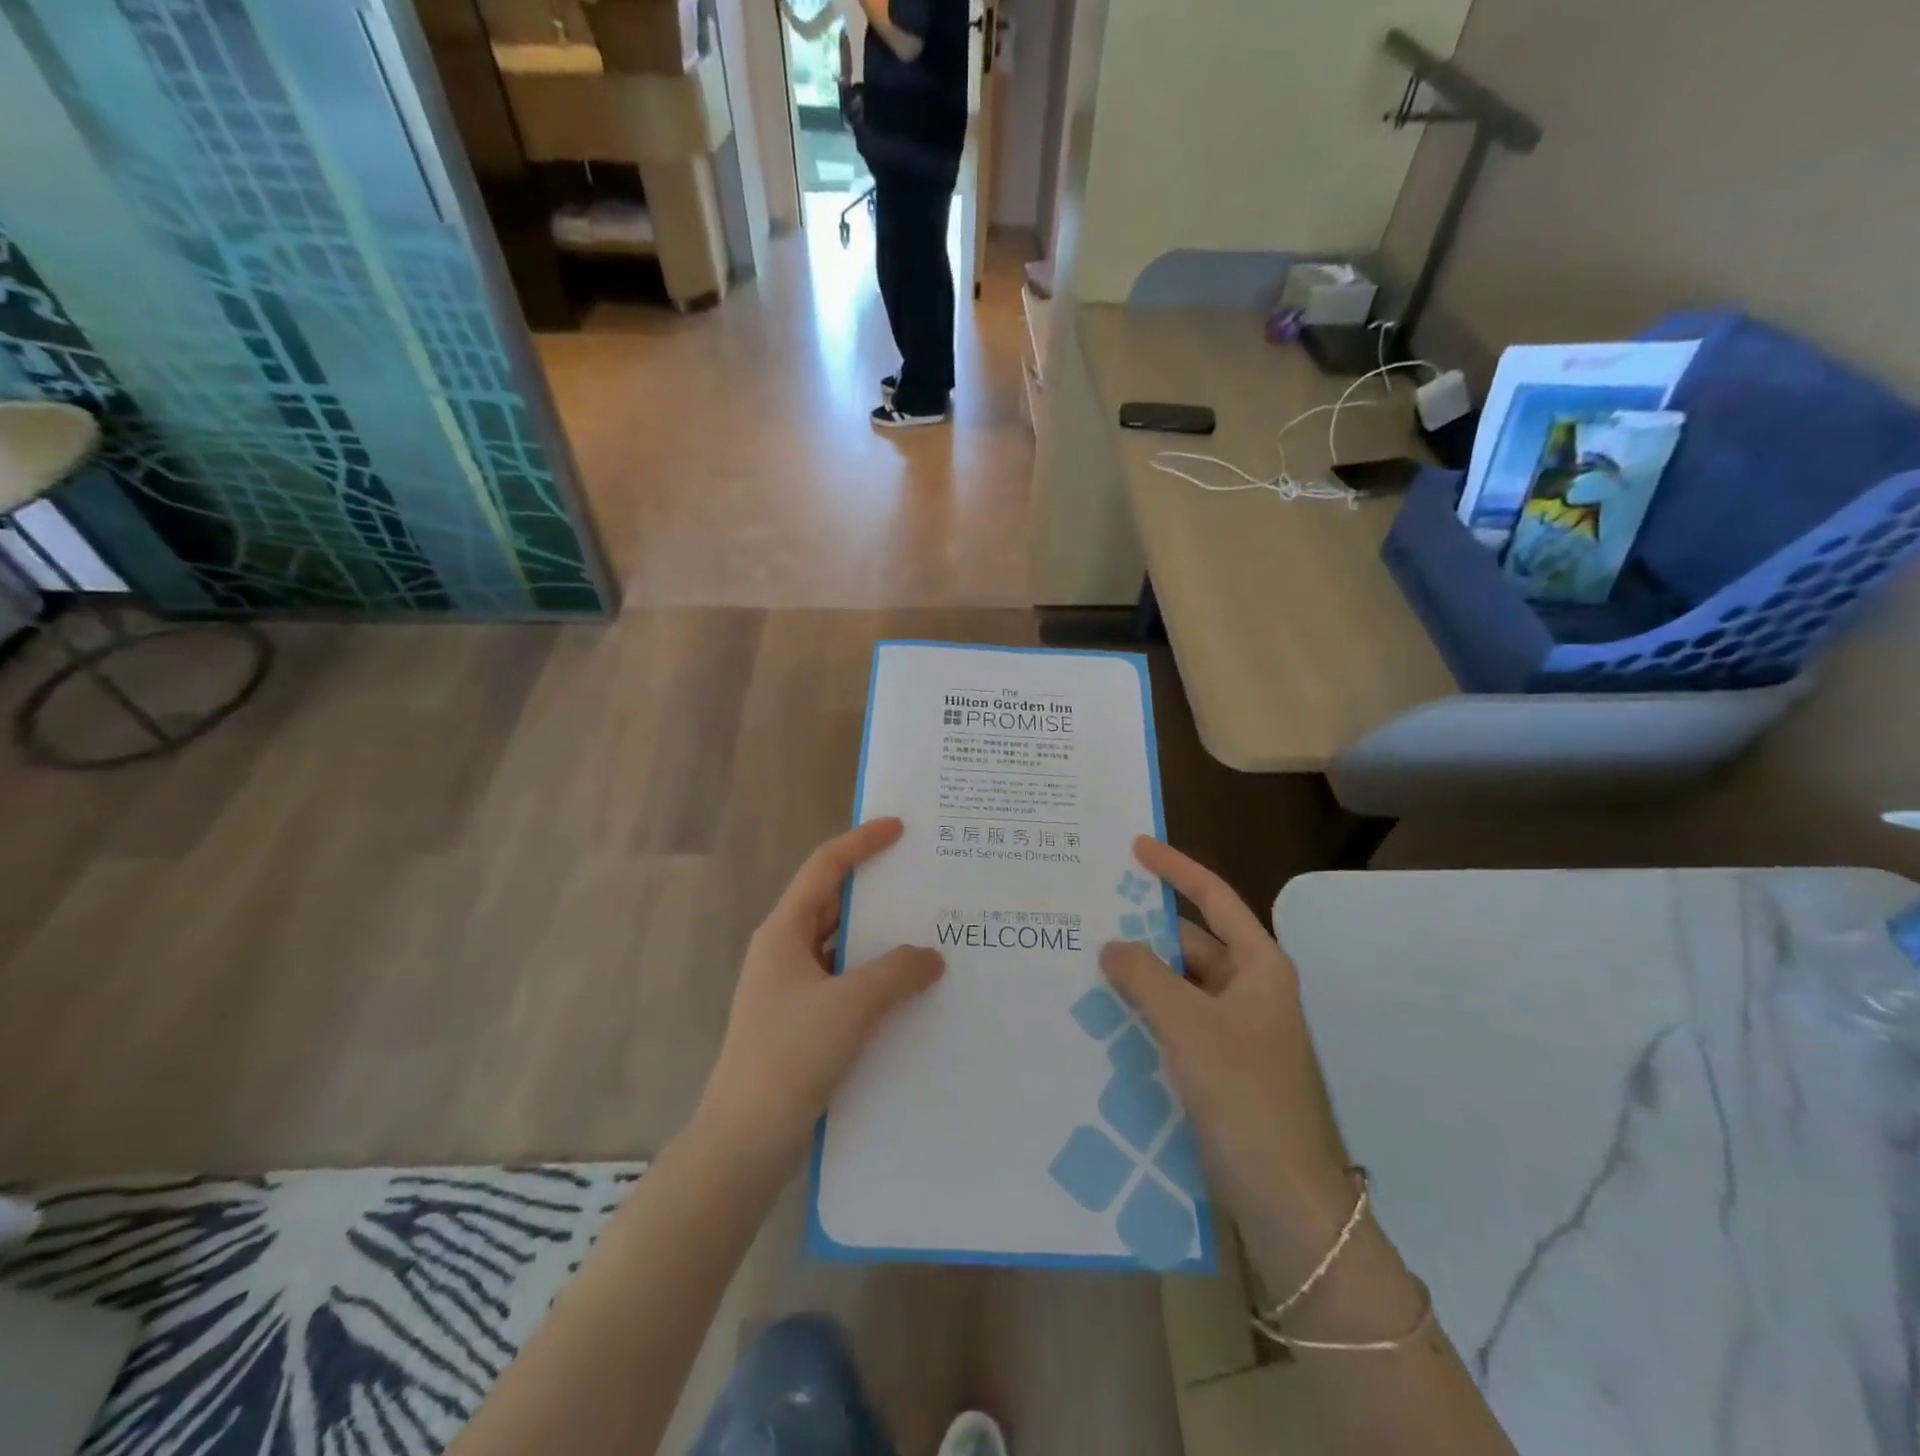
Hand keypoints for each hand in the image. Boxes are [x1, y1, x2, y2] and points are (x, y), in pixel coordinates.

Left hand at [696, 819, 943, 1167]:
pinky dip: (874, 975)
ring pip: (841, 945)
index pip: (825, 867)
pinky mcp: (803, 1020)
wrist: (744, 1141)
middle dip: (875, 888)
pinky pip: (845, 980)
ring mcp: (792, 988)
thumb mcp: (850, 1006)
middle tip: (923, 878)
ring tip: (928, 930)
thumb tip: (931, 956)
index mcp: (784, 932)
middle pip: (833, 902)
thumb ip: (897, 972)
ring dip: (879, 937)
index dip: (861, 842)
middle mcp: (785, 951)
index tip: (900, 828)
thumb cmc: (790, 1057)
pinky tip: (909, 988)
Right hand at [1099, 838, 1348, 1226]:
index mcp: (1259, 966)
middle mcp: (1251, 990)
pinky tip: (1106, 1015)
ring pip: (1181, 985)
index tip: (1136, 848)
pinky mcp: (1222, 1066)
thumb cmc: (1244, 1094)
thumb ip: (1144, 976)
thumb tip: (1111, 946)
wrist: (1286, 1200)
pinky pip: (1177, 1021)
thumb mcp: (1188, 1024)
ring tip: (1087, 962)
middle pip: (1192, 942)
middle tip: (1092, 915)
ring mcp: (1237, 1030)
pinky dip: (1146, 1012)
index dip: (1176, 869)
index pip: (1214, 899)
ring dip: (1142, 975)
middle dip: (1145, 930)